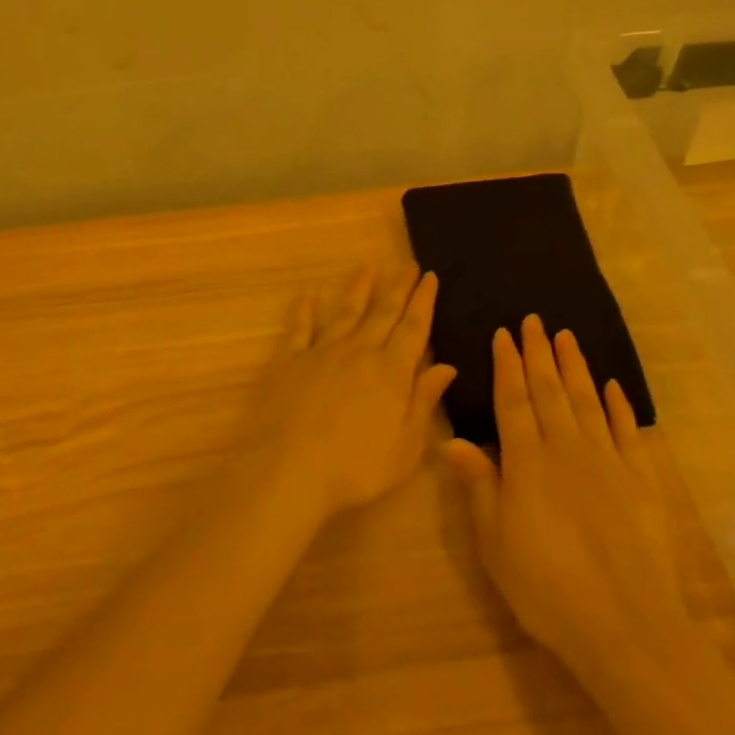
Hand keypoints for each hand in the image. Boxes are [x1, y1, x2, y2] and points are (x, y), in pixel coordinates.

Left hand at [255, 266, 456, 519]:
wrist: (289, 469)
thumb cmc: (355, 468)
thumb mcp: (405, 447)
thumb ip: (424, 402)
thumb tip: (446, 366)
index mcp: (391, 371)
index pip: (413, 328)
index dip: (423, 301)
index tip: (430, 276)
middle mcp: (358, 352)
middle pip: (382, 313)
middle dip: (397, 287)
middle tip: (407, 264)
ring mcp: (321, 352)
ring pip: (345, 312)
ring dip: (358, 289)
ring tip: (367, 267)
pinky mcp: (289, 361)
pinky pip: (299, 328)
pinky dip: (305, 310)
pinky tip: (309, 295)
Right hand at [443, 316, 680, 675]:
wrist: (627, 626)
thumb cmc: (547, 588)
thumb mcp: (495, 542)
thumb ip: (478, 486)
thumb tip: (451, 440)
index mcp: (527, 462)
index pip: (513, 401)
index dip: (507, 365)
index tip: (504, 334)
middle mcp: (567, 450)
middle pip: (550, 391)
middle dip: (539, 353)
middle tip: (534, 320)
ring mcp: (608, 462)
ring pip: (587, 402)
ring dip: (576, 367)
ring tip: (567, 337)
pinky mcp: (642, 482)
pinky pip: (628, 433)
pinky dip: (619, 406)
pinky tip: (612, 387)